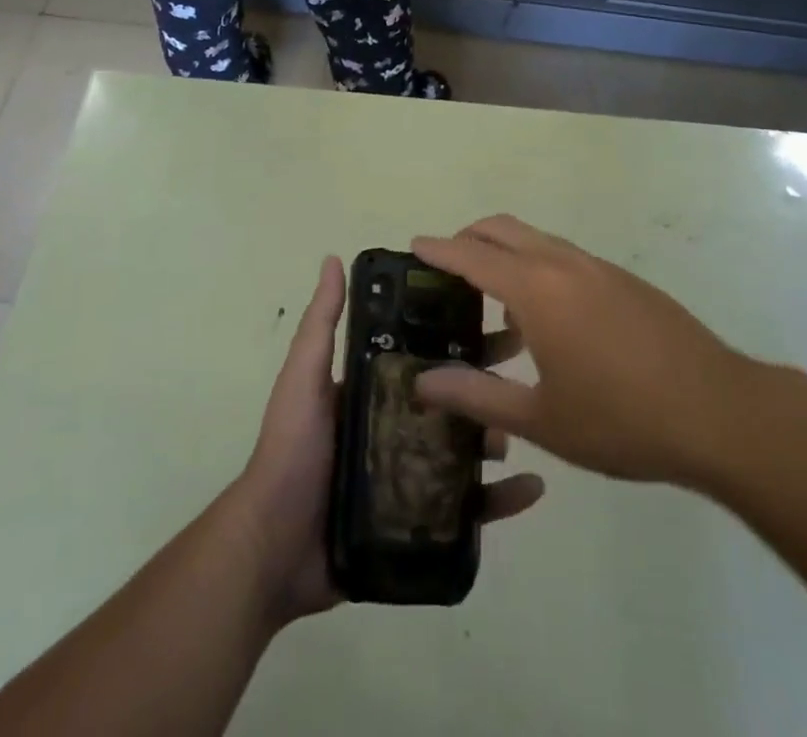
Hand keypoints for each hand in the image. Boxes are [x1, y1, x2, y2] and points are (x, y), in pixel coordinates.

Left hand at [230, 255, 545, 627]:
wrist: (274, 549)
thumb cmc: (292, 451)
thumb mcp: (304, 378)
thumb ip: (320, 323)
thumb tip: (333, 258)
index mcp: (376, 389)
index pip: (426, 354)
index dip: (458, 337)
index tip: (494, 318)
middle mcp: (398, 425)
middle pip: (454, 398)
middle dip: (487, 385)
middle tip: (523, 372)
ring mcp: (412, 475)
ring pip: (467, 449)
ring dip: (498, 435)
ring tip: (522, 429)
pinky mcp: (421, 521)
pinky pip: (469, 508)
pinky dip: (501, 499)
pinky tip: (532, 489)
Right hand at [413, 216, 758, 488]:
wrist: (719, 411)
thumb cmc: (622, 419)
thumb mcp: (541, 418)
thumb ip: (477, 396)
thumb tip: (422, 380)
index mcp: (537, 289)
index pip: (472, 255)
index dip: (438, 250)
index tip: (412, 246)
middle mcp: (564, 263)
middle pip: (503, 228)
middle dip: (469, 238)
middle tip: (446, 269)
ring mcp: (599, 267)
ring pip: (537, 239)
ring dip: (506, 251)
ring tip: (492, 299)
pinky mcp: (625, 280)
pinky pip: (565, 257)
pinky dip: (538, 266)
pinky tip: (547, 319)